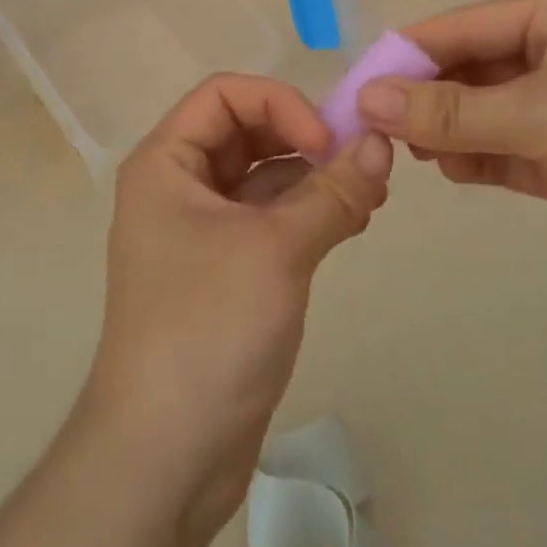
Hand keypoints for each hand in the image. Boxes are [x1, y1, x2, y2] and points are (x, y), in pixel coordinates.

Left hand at [85, 74, 393, 543]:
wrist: (165, 452)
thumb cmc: (207, 327)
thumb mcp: (276, 250)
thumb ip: (332, 191)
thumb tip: (380, 140)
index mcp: (166, 162)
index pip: (225, 94)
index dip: (279, 104)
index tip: (327, 142)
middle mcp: (178, 186)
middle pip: (245, 131)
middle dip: (304, 138)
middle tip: (365, 162)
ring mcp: (201, 230)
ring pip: (262, 177)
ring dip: (314, 177)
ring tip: (371, 193)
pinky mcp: (225, 270)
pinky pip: (269, 219)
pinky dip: (308, 213)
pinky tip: (354, 222)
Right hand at [357, 0, 546, 317]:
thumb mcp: (544, 117)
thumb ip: (452, 111)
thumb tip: (368, 97)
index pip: (454, 30)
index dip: (401, 60)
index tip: (351, 95)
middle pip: (462, 70)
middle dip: (419, 99)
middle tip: (370, 135)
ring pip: (477, 112)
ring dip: (442, 131)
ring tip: (407, 155)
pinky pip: (500, 149)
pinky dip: (472, 159)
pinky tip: (452, 172)